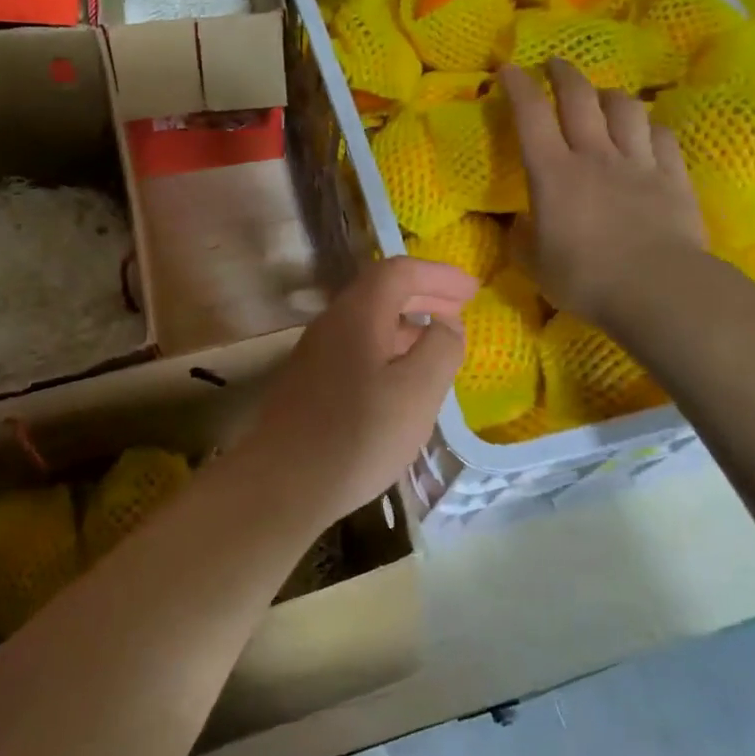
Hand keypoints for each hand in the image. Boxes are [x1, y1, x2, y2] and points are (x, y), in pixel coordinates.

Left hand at [230, 256, 475, 522]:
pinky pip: (356, 346)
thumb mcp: (418, 391)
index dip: (438, 275)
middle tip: (460, 308)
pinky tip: (400, 379)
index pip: (399, 271)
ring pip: (368, 321)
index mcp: (358, 314)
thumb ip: (441, 348)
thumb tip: (446, 323)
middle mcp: (331, 323)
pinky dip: (387, 347)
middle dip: (424, 294)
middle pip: (381, 291)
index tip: (472, 291)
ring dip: (406, 323)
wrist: (282, 484)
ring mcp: (315, 352)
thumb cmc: (358, 435)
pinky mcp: (309, 381)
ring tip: (437, 343)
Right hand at [499, 60, 707, 333]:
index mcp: (553, 173)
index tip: (508, 69)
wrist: (657, 289)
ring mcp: (637, 162)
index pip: (530, 115)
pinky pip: (661, 136)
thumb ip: (522, 240)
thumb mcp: (535, 265)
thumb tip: (520, 224)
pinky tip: (646, 131)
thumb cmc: (585, 279)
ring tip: (602, 97)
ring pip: (625, 108)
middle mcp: (594, 155)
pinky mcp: (672, 176)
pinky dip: (649, 127)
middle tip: (555, 65)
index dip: (517, 86)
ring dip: (609, 95)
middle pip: (580, 97)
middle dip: (564, 73)